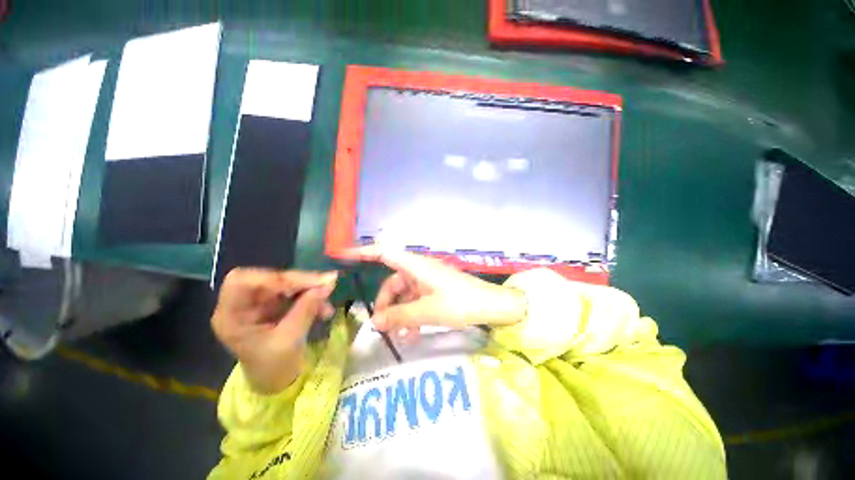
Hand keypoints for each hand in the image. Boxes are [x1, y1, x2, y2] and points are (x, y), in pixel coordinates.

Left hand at [211, 268, 337, 393]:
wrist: (276, 381)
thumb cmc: (274, 368)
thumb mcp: (290, 340)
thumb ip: (306, 309)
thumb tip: (329, 283)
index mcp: (231, 316)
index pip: (243, 281)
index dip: (272, 277)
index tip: (304, 283)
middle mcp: (243, 304)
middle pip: (269, 279)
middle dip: (300, 281)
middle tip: (327, 283)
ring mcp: (259, 303)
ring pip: (285, 283)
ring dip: (309, 289)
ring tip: (327, 301)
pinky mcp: (274, 303)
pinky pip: (294, 291)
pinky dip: (311, 296)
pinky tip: (324, 308)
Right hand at [339, 247, 526, 340]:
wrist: (493, 306)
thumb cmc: (460, 303)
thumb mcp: (427, 312)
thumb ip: (399, 316)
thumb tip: (374, 322)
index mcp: (416, 266)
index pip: (384, 252)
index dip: (363, 252)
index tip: (342, 256)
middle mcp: (419, 269)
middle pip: (392, 282)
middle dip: (386, 303)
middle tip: (381, 326)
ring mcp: (428, 280)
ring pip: (404, 294)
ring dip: (400, 313)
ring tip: (401, 336)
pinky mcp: (435, 290)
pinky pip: (416, 300)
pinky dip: (411, 314)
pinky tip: (413, 333)